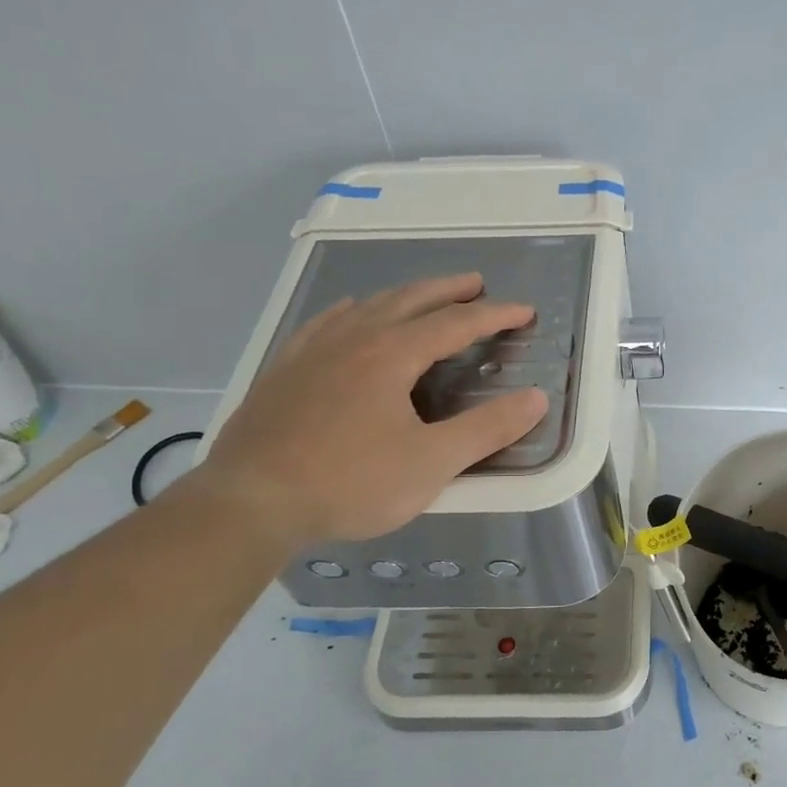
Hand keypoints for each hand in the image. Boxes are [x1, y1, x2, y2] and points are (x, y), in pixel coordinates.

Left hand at [194, 273, 546, 543]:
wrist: (250, 502)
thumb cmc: (350, 483)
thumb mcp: (432, 463)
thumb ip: (488, 429)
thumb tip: (536, 399)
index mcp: (392, 354)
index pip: (455, 323)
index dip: (494, 315)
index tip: (524, 311)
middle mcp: (353, 339)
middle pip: (409, 300)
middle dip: (448, 290)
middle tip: (476, 283)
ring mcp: (312, 351)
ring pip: (367, 306)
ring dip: (403, 296)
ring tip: (422, 296)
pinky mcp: (284, 370)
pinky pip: (324, 323)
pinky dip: (350, 311)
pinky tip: (349, 314)